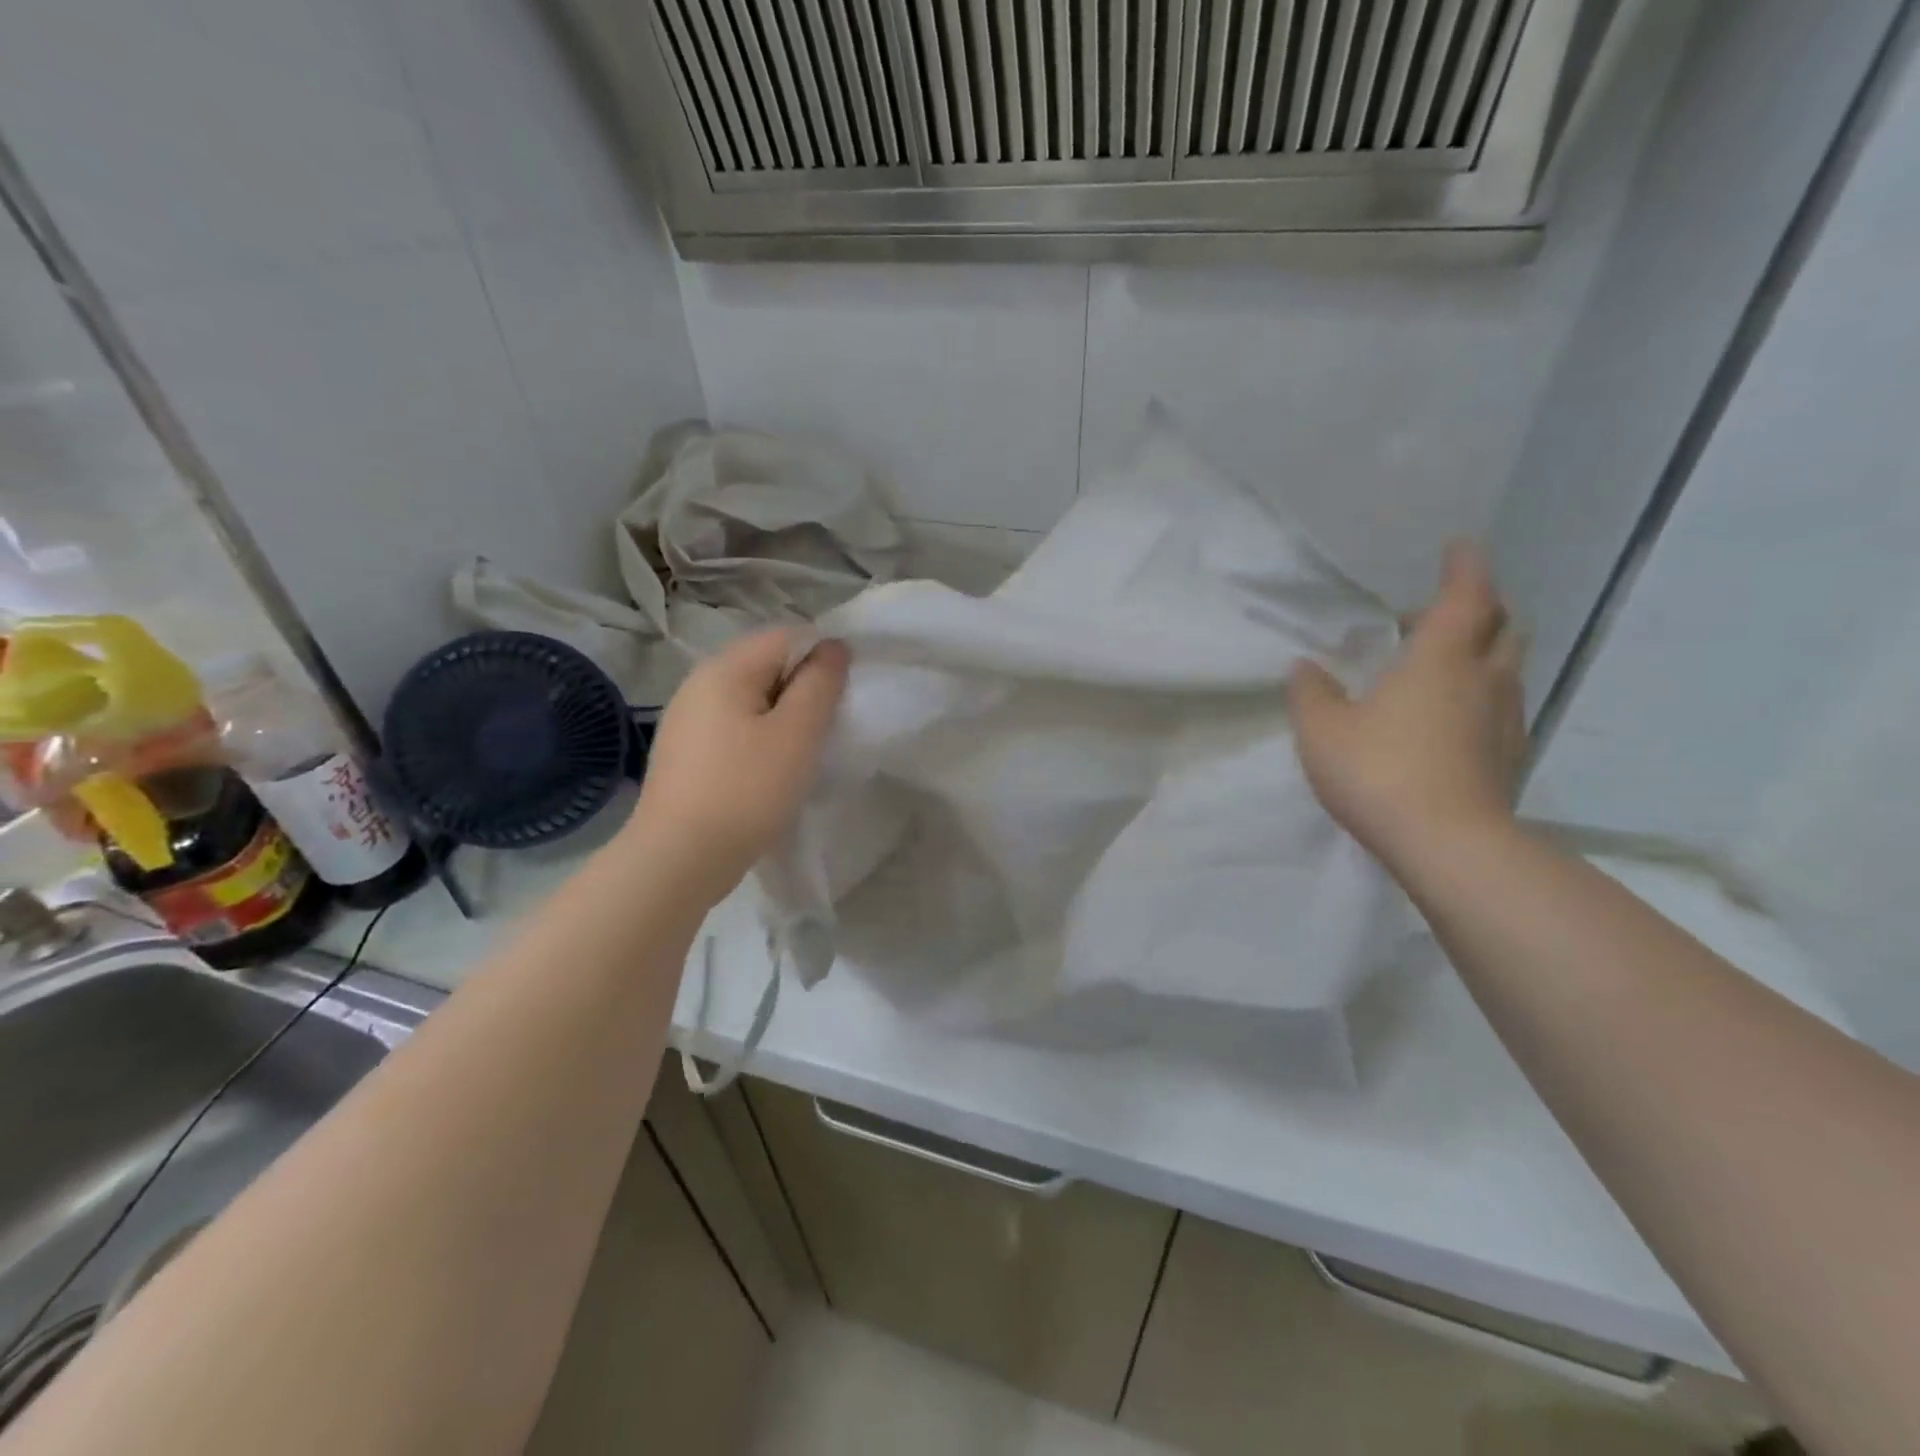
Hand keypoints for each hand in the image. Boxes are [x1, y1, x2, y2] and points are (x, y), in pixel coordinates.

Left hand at [626, 628, 849, 906]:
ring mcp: (686, 719)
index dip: (822, 658)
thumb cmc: (747, 790)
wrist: (679, 859)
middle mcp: (698, 683)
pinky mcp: (684, 753)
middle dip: (802, 690)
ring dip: (782, 719)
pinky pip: (732, 728)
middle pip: (766, 665)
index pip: (786, 636)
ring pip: (750, 700)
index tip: (841, 700)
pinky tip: (766, 774)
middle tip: (824, 731)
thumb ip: (820, 683)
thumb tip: (833, 646)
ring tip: (799, 756)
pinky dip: (758, 740)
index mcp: (725, 668)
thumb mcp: (797, 734)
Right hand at [1288, 542, 1526, 869]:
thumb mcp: (1322, 730)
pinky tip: (1449, 720)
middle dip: (1475, 610)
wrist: (1449, 845)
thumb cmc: (1379, 771)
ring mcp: (1506, 719)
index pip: (1466, 595)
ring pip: (1506, 668)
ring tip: (1438, 668)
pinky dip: (1481, 696)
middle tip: (1432, 618)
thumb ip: (1311, 693)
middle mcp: (1484, 679)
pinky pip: (1502, 707)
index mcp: (1440, 659)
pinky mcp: (1510, 757)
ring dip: (1481, 653)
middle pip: (1501, 626)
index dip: (1464, 567)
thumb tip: (1306, 667)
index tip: (1458, 547)